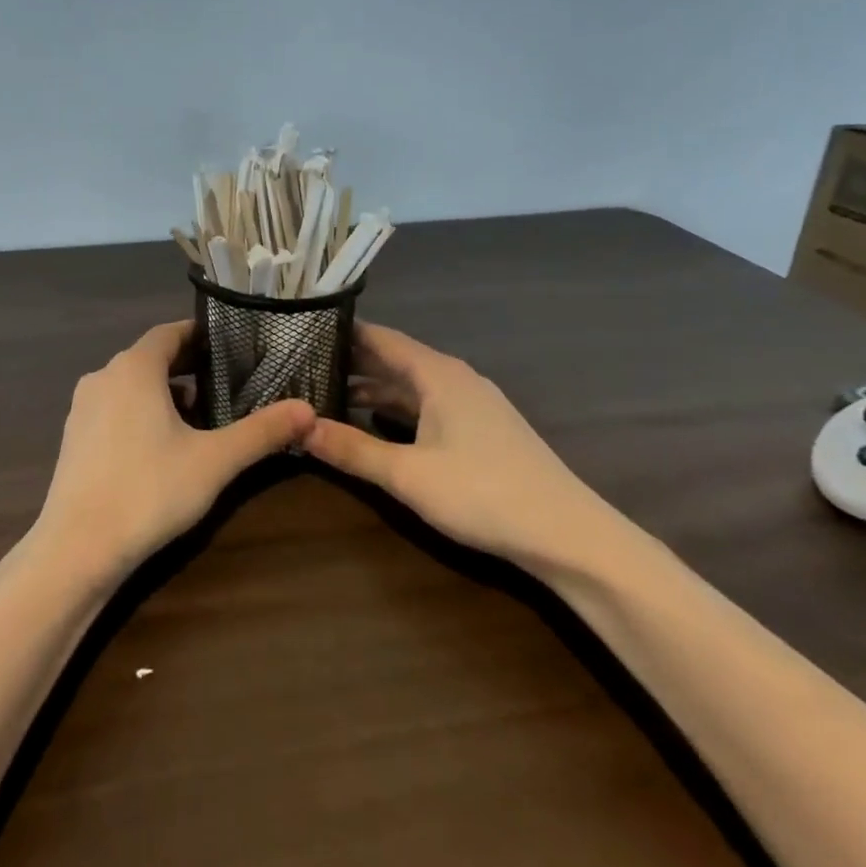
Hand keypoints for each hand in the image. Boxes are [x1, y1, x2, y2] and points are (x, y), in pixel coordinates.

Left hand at [31, 321, 315, 587]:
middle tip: (226, 381)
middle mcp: (103, 376)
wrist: (77, 548)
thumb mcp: (215, 460)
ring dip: (164, 391)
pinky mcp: (74, 437)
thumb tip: (309, 409)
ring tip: (200, 415)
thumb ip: (262, 431)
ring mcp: (83, 408)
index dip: (201, 335)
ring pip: (130, 385)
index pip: (170, 332)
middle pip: (150, 357)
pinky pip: (114, 408)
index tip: (231, 345)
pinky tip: (161, 445)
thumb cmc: (149, 491)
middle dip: (187, 365)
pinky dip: (140, 412)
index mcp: (134, 368)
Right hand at [300, 322, 628, 571]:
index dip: (342, 333)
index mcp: (437, 374)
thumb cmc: (482, 494)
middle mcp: (455, 378)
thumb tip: (298, 427)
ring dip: (373, 386)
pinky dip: (396, 407)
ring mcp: (472, 403)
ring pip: (412, 384)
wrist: (567, 535)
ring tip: (327, 392)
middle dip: (352, 361)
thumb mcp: (407, 475)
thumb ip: (351, 449)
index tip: (302, 331)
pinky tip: (375, 421)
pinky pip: (428, 404)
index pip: (380, 337)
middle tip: (303, 364)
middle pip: (394, 358)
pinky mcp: (482, 429)